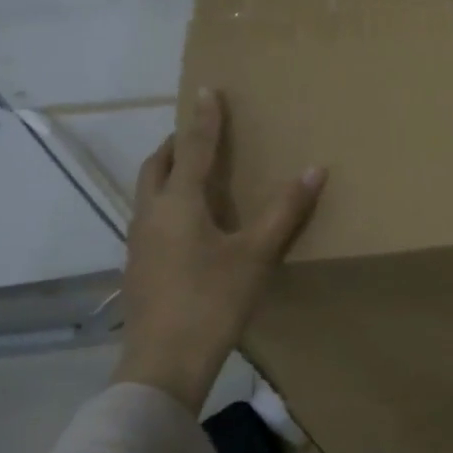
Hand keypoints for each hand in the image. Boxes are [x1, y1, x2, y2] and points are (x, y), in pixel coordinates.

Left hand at [114, 88, 325, 408]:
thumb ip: (285, 211)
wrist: (163, 363)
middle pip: (157, 165)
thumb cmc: (213, 301)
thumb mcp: (256, 255)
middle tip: (196, 131)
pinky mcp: (137, 266)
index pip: (193, 148)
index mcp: (179, 203)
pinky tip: (186, 224)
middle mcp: (151, 214)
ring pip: (148, 191)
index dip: (204, 119)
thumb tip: (315, 169)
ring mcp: (138, 242)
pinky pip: (149, 216)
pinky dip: (165, 201)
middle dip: (176, 142)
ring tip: (191, 171)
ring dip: (166, 171)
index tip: (207, 90)